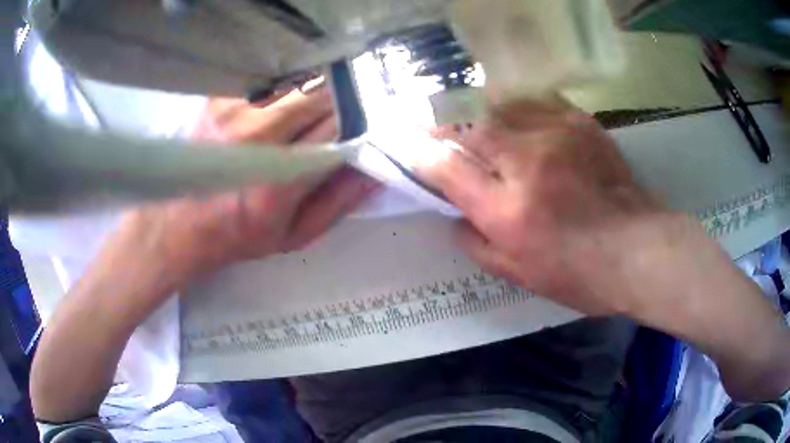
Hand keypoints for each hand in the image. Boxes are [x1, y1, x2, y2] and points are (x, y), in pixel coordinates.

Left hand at [104, 89, 378, 318]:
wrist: (178, 223)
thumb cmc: (238, 234)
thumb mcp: (295, 235)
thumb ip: (339, 202)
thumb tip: (376, 169)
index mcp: (280, 177)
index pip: (338, 126)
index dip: (360, 120)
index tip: (367, 124)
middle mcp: (256, 135)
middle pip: (320, 93)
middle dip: (340, 101)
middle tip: (340, 116)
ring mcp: (234, 110)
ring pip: (297, 80)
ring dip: (313, 91)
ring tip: (309, 111)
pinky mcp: (220, 98)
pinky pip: (268, 79)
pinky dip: (285, 86)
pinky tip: (281, 103)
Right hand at [419, 100, 789, 401]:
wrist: (640, 251)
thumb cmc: (581, 275)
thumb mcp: (520, 275)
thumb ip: (477, 244)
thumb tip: (453, 216)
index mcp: (508, 212)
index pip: (446, 169)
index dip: (421, 155)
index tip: (410, 150)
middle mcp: (527, 166)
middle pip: (468, 127)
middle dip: (446, 128)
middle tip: (441, 134)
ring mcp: (556, 136)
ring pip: (498, 106)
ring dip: (480, 115)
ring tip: (479, 126)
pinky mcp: (580, 123)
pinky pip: (534, 101)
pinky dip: (517, 107)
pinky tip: (518, 119)